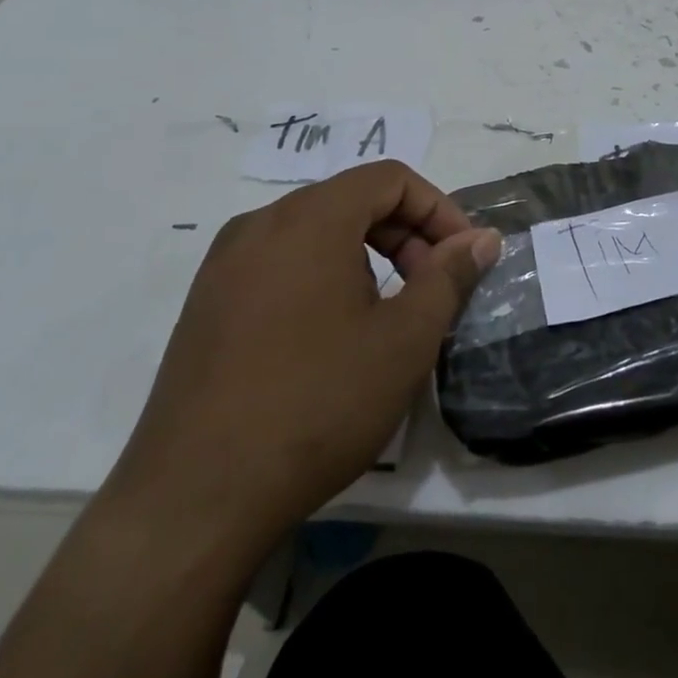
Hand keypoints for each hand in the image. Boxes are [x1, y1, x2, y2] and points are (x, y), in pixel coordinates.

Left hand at [105, 161, 500, 566]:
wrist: (196, 498)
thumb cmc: (318, 403)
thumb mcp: (405, 339)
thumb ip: (449, 276)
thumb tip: (481, 238)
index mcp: (308, 219)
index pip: (390, 178)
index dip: (439, 209)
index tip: (463, 257)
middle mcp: (259, 225)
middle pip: (351, 200)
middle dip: (406, 234)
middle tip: (432, 288)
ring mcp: (224, 266)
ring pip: (315, 233)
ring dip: (366, 257)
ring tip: (388, 316)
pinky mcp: (205, 305)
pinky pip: (280, 265)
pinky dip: (324, 277)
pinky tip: (333, 337)